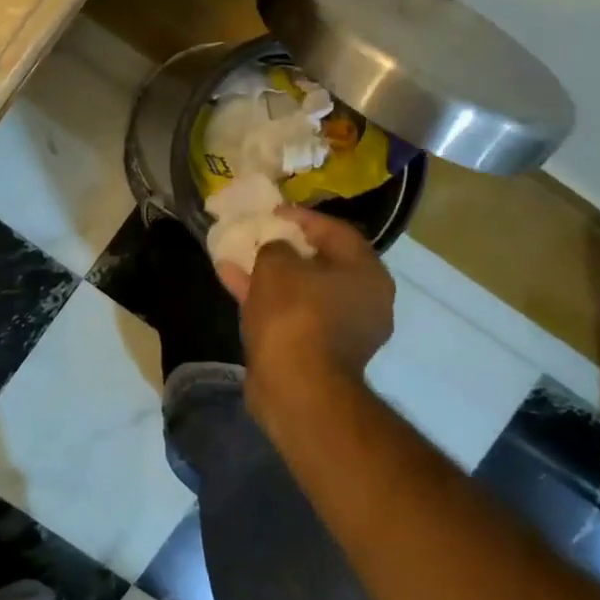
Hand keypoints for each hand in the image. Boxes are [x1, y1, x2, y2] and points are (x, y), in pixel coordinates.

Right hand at [219, 206, 394, 377]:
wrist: (296, 387)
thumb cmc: (295, 314)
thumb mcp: (277, 264)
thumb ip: (276, 246)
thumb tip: (277, 251)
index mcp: (367, 274)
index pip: (337, 231)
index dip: (303, 217)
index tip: (274, 211)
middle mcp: (364, 301)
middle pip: (321, 262)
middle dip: (285, 247)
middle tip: (259, 234)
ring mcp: (343, 330)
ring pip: (302, 290)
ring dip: (270, 273)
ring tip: (237, 256)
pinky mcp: (318, 352)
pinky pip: (292, 314)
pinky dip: (266, 298)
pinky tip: (232, 281)